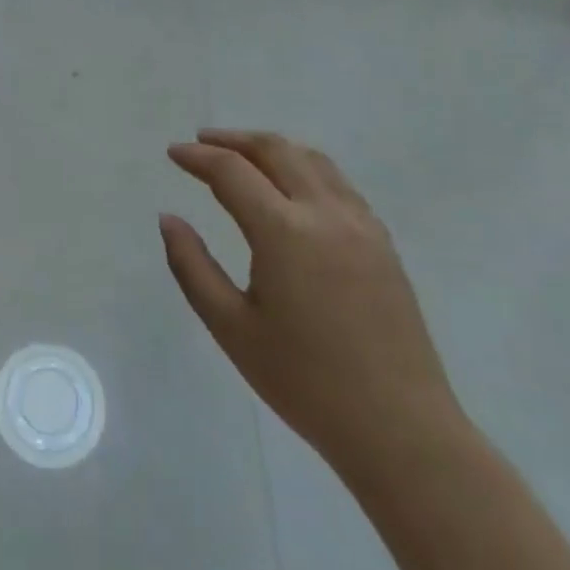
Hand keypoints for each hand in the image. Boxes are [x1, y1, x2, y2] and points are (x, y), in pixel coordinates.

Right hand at [161, 130, 461, 468]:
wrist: (400, 429)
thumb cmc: (304, 381)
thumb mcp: (231, 327)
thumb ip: (192, 266)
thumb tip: (169, 219)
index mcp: (284, 232)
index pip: (232, 171)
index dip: (198, 157)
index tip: (173, 153)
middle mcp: (325, 214)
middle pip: (276, 150)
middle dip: (234, 139)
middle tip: (202, 143)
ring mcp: (362, 225)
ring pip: (313, 160)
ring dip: (272, 148)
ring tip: (243, 156)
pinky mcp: (383, 243)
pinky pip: (338, 184)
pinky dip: (305, 168)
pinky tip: (291, 190)